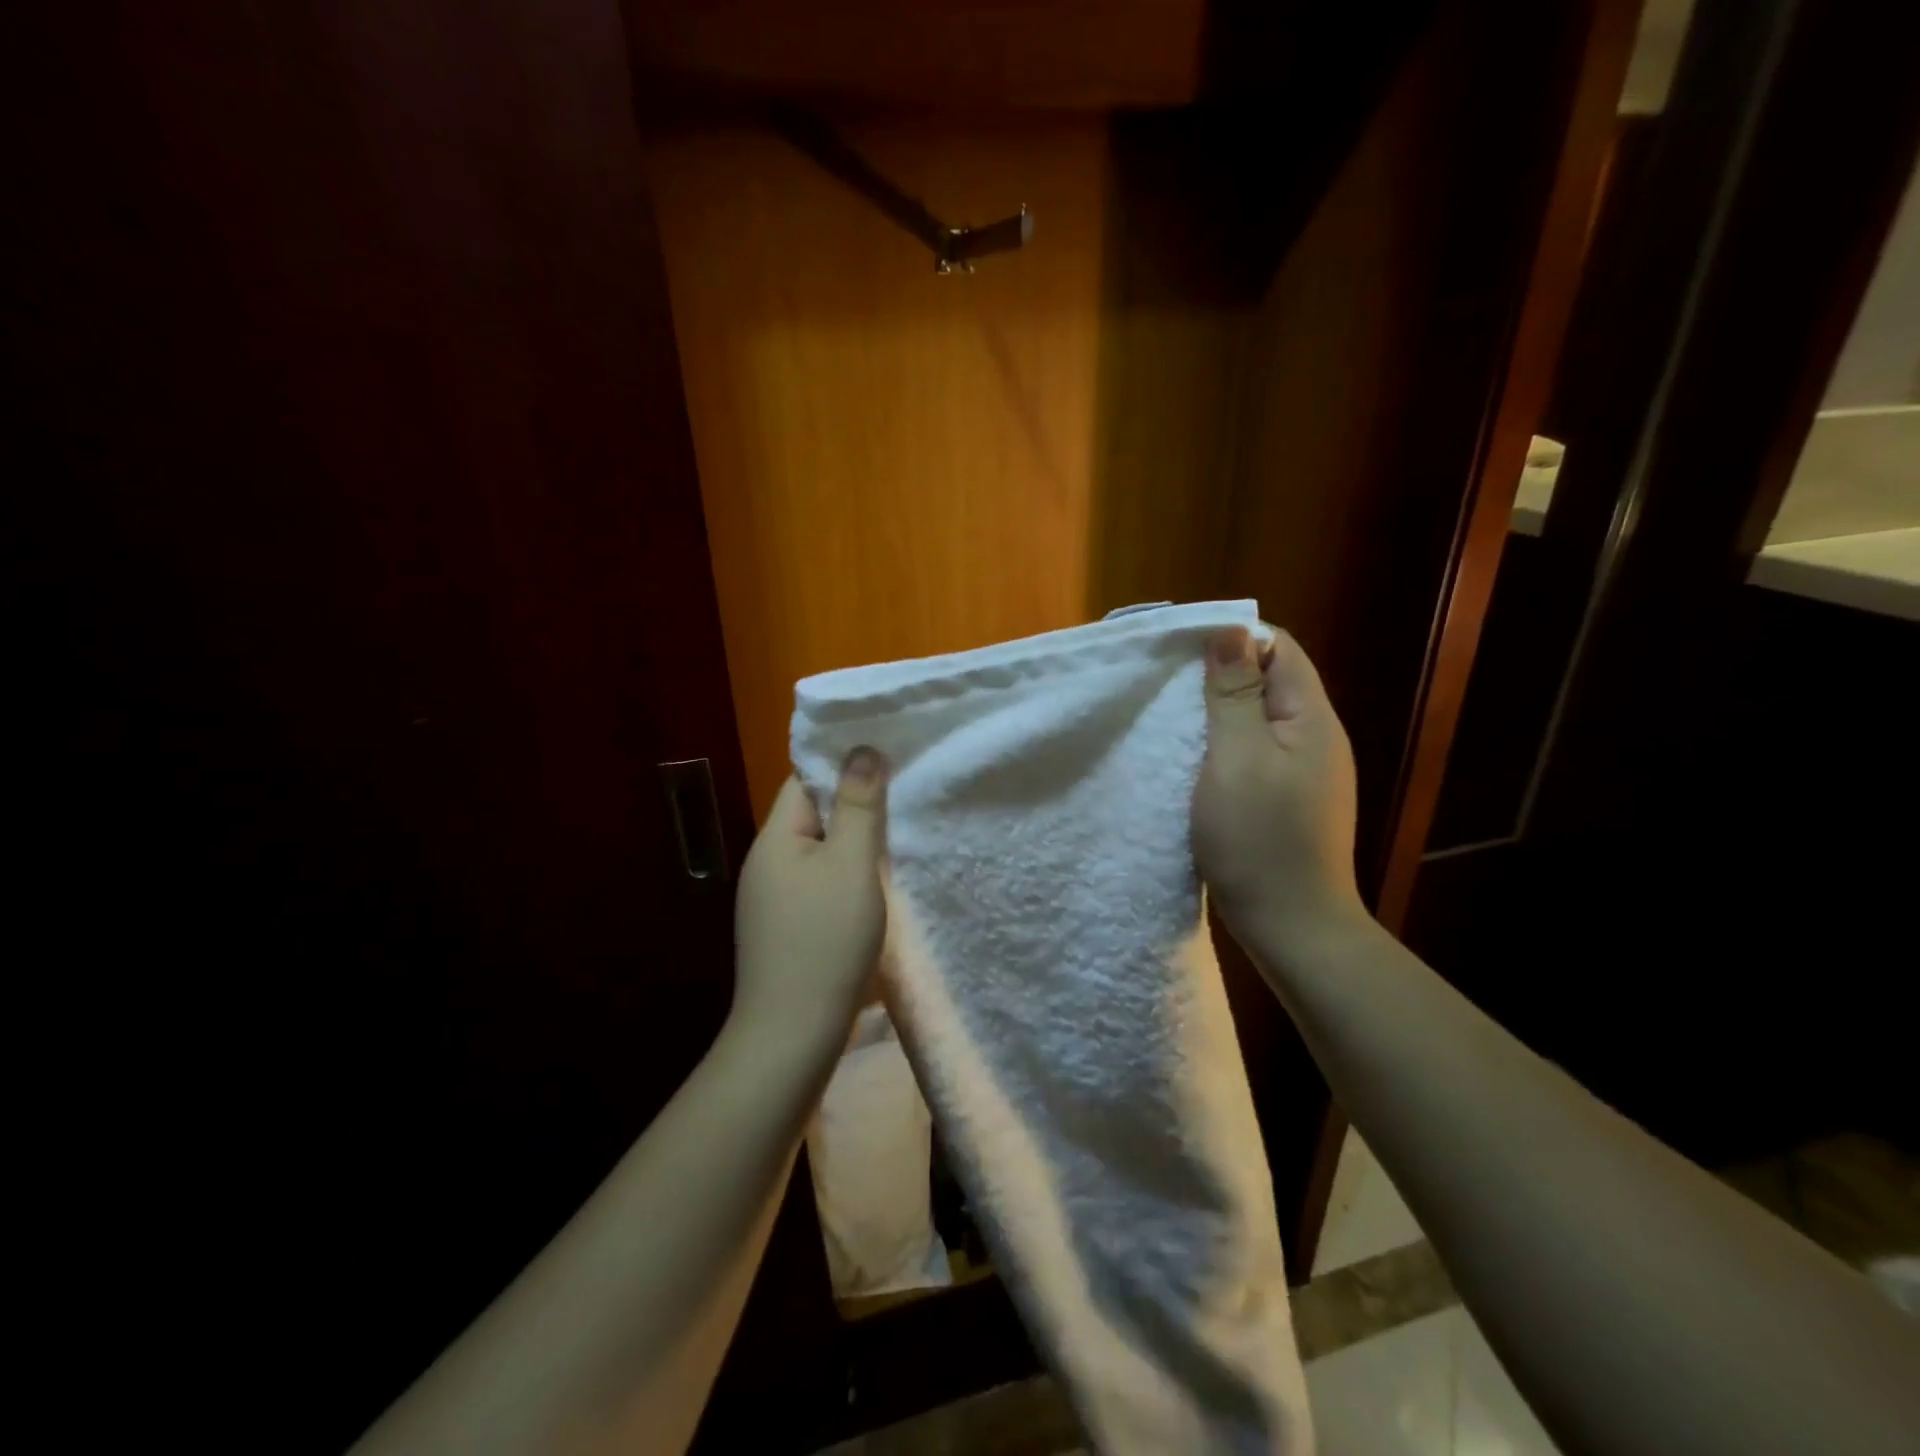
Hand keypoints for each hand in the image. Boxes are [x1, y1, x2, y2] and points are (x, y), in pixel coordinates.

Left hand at [731, 748, 888, 1052]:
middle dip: (854, 807)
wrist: (793, 1035)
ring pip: (819, 854)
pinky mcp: (785, 930)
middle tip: (904, 799)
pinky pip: (819, 886)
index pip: (804, 780)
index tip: (887, 759)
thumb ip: (859, 806)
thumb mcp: (851, 864)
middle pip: (812, 817)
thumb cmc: (825, 940)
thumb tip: (862, 749)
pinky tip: (874, 890)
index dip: (842, 766)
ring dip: (852, 847)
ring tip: (898, 841)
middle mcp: (766, 864)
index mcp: (774, 839)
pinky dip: (846, 880)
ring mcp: (772, 901)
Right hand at [1193, 626, 1364, 947]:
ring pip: (1259, 719)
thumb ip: (1234, 694)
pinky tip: (1194, 761)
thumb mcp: (1237, 758)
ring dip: (1218, 713)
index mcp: (1311, 718)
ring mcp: (1305, 772)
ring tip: (1173, 720)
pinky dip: (1224, 746)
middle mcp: (1315, 737)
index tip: (1180, 652)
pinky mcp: (1288, 799)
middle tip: (1167, 687)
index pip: (1279, 648)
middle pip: (1270, 681)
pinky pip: (1255, 753)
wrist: (1292, 926)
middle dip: (1220, 675)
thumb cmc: (1260, 839)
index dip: (1232, 640)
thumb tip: (1230, 632)